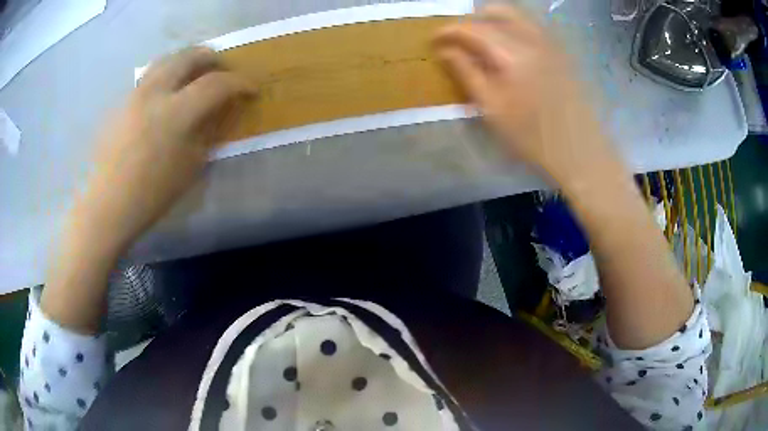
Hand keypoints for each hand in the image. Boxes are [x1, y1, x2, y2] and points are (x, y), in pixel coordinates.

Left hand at [73, 47, 254, 251]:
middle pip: (189, 56)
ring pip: (167, 60)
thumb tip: (219, 111)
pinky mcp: (121, 101)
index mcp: (176, 113)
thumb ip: (207, 132)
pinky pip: (149, 77)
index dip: (240, 83)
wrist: (106, 205)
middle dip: (212, 58)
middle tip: (223, 70)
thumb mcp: (190, 167)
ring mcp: (134, 93)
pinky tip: (166, 96)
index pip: (216, 83)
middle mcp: (154, 92)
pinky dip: (166, 76)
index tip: (251, 89)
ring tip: (195, 75)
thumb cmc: (151, 194)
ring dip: (187, 61)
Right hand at [434, 5, 611, 183]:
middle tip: (459, 38)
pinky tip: (509, 47)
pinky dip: (513, 27)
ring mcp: (551, 42)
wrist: (580, 151)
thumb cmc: (532, 137)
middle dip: (472, 20)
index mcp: (512, 53)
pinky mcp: (561, 51)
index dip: (449, 30)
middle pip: (496, 10)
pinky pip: (532, 26)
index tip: (434, 40)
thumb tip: (445, 50)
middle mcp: (533, 38)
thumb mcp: (492, 109)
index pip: (472, 28)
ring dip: (493, 20)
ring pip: (517, 15)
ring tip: (482, 41)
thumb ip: (467, 73)